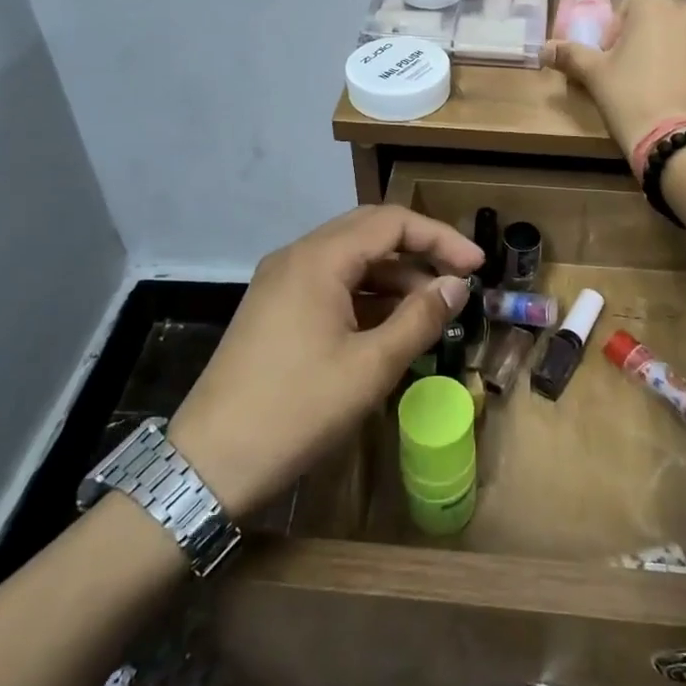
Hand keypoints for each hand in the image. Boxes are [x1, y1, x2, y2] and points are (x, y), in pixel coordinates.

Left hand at [167, 207, 481, 519]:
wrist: (208, 463)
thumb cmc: (296, 410)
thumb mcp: (370, 367)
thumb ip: (419, 319)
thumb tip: (456, 286)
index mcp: (318, 259)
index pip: (391, 222)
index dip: (440, 238)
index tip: (477, 266)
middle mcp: (297, 256)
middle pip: (369, 231)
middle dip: (418, 250)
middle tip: (457, 279)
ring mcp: (280, 281)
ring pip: (349, 258)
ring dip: (393, 275)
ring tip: (430, 310)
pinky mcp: (273, 308)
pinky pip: (329, 282)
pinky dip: (366, 294)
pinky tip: (389, 325)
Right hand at [542, 0, 685, 159]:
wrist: (680, 141)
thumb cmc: (630, 97)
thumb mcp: (594, 75)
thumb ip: (571, 55)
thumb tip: (543, 50)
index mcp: (658, 8)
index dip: (622, 18)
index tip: (610, 49)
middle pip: (661, 15)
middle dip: (644, 35)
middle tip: (626, 68)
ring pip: (682, 38)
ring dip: (666, 52)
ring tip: (650, 87)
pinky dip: (685, 71)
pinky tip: (671, 100)